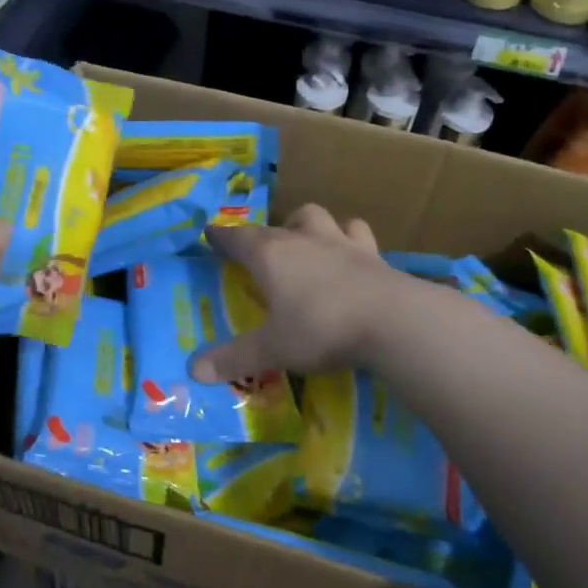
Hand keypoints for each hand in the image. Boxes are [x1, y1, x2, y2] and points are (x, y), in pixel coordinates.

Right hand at [191, 204, 395, 383]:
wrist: (393, 320)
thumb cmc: (321, 328)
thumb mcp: (272, 349)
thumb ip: (234, 358)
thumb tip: (193, 369)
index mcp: (270, 255)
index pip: (238, 239)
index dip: (222, 237)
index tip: (210, 233)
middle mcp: (303, 240)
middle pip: (279, 223)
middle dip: (267, 231)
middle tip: (265, 247)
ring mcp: (342, 243)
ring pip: (320, 218)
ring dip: (310, 225)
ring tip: (309, 241)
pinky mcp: (375, 255)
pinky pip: (359, 235)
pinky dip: (351, 240)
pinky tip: (353, 256)